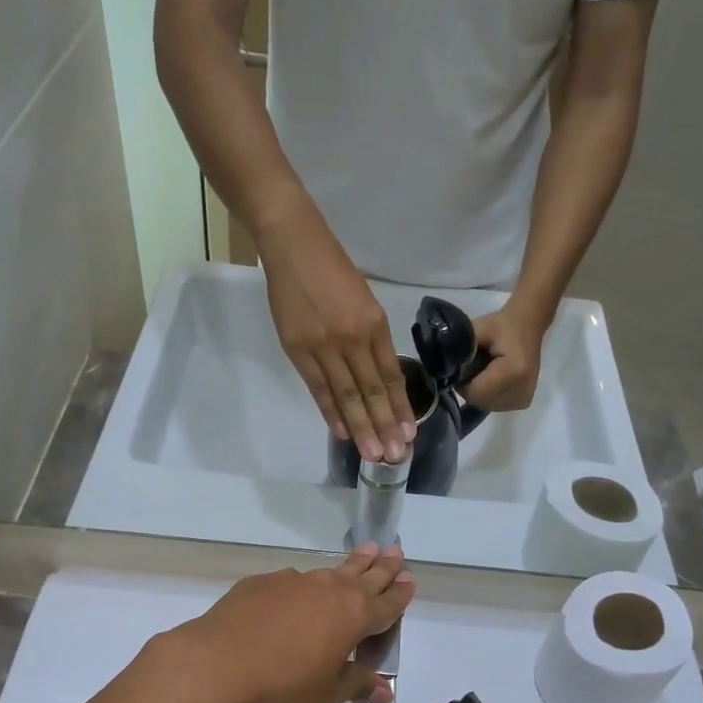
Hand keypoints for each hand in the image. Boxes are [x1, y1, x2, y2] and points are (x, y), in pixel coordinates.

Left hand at [161, 545, 414, 702]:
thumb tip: (386, 691)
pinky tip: (297, 590)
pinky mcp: (262, 583)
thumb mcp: (327, 694)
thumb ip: (357, 685)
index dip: (400, 594)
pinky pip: (292, 581)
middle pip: (364, 575)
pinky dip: (303, 584)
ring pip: (330, 571)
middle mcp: (329, 591)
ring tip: (362, 554)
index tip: (410, 580)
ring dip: (350, 565)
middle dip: (382, 566)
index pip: (386, 604)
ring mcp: (294, 582)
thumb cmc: (283, 685)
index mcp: (353, 616)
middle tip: (395, 550)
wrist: (218, 664)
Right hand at [261, 212, 415, 463]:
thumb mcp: (363, 299)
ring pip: (346, 395)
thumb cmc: (332, 269)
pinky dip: (330, 412)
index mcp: (374, 323)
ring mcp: (324, 346)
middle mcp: (353, 338)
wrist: (294, 246)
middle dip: (385, 426)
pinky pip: (318, 388)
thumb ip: (370, 337)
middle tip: (395, 456)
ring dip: (361, 427)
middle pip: (372, 391)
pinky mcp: (298, 349)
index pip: (391, 375)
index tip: (408, 433)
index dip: (399, 407)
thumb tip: (376, 376)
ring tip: (372, 454)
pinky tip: (341, 432)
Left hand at [461, 301, 548, 411]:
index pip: (475, 392)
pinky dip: (488, 395)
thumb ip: (461, 350)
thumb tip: (444, 370)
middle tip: (470, 367)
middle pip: (480, 401)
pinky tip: (491, 379)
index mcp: (514, 371)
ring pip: (486, 405)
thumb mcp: (478, 329)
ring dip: (478, 392)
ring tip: (482, 371)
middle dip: (469, 387)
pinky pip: (495, 405)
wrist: (529, 324)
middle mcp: (522, 389)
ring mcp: (524, 398)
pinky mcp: (523, 401)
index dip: (461, 382)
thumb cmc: (503, 324)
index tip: (459, 367)